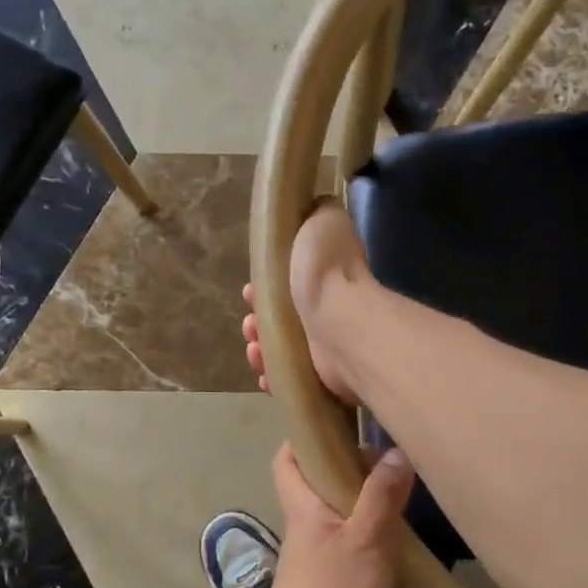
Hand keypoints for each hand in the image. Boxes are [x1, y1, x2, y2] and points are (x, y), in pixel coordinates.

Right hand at [240, 200, 369, 403]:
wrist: (339, 322)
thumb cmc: (326, 269)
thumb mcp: (322, 221)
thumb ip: (317, 213)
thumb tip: (315, 208)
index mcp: (320, 277)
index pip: (287, 283)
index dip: (264, 288)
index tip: (249, 292)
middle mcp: (324, 312)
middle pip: (280, 318)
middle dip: (256, 321)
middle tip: (249, 325)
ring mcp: (323, 346)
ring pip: (280, 349)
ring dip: (260, 348)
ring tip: (255, 349)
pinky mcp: (320, 376)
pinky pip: (289, 378)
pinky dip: (273, 376)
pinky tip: (265, 374)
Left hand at [242, 442, 412, 587]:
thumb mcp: (365, 540)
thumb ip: (381, 497)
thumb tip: (395, 450)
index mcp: (304, 505)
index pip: (287, 458)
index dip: (303, 436)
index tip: (337, 420)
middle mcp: (305, 525)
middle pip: (317, 482)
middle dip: (347, 466)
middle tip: (388, 458)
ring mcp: (316, 555)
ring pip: (336, 514)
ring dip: (363, 502)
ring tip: (402, 492)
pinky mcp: (329, 582)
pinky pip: (348, 543)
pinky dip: (369, 535)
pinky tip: (397, 539)